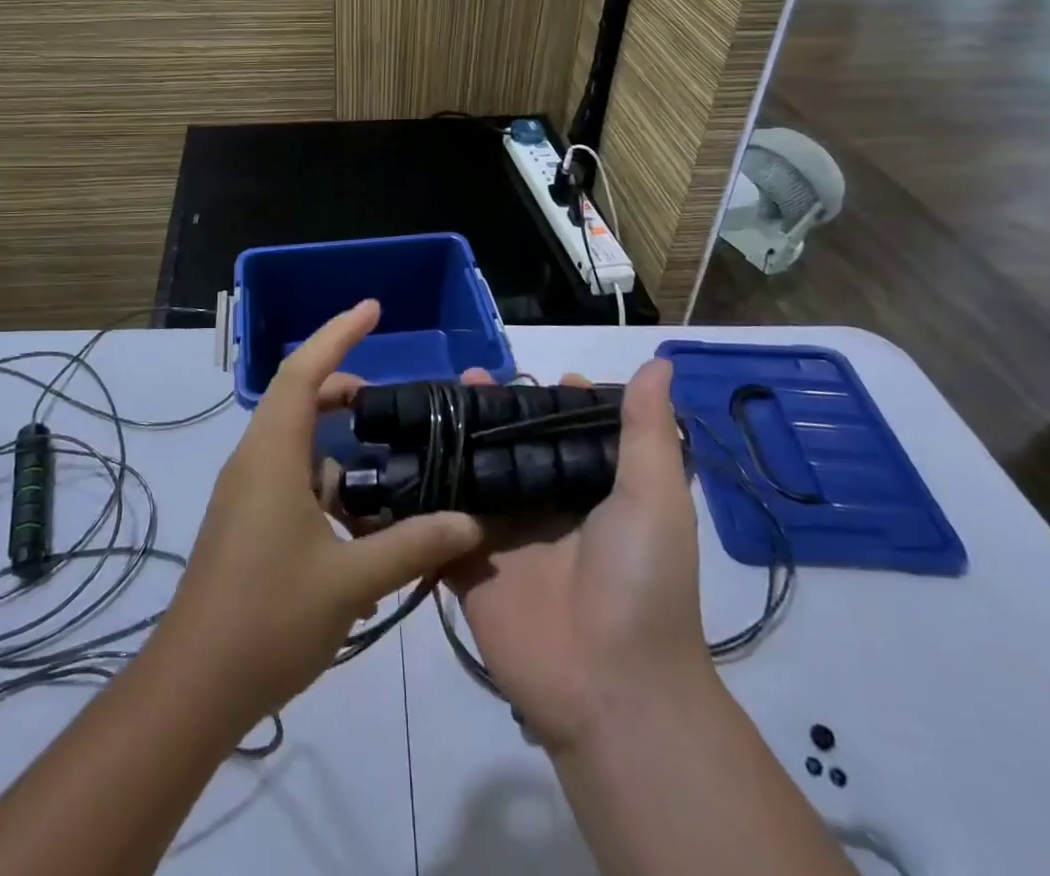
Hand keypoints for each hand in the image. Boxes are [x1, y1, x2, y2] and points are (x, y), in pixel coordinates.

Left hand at [155, 300, 482, 725]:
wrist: (193, 687)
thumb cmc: (268, 618)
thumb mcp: (351, 581)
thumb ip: (412, 546)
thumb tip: (469, 522)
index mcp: (272, 453)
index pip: (303, 369)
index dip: (339, 332)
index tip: (374, 308)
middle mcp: (254, 459)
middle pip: (297, 397)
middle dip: (343, 385)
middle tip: (391, 399)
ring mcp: (246, 491)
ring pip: (295, 439)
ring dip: (336, 437)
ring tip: (386, 458)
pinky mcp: (246, 521)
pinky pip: (289, 475)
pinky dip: (326, 478)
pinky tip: (362, 520)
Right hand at [447, 357, 705, 750]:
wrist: (610, 688)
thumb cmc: (641, 581)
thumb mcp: (655, 497)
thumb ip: (647, 429)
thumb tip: (658, 361)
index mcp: (589, 489)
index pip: (563, 431)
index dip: (548, 399)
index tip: (525, 370)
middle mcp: (545, 506)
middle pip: (510, 446)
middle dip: (490, 411)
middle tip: (463, 376)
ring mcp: (503, 535)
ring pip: (470, 474)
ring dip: (450, 439)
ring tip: (426, 401)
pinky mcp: (466, 564)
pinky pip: (435, 521)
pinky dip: (416, 493)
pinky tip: (390, 453)